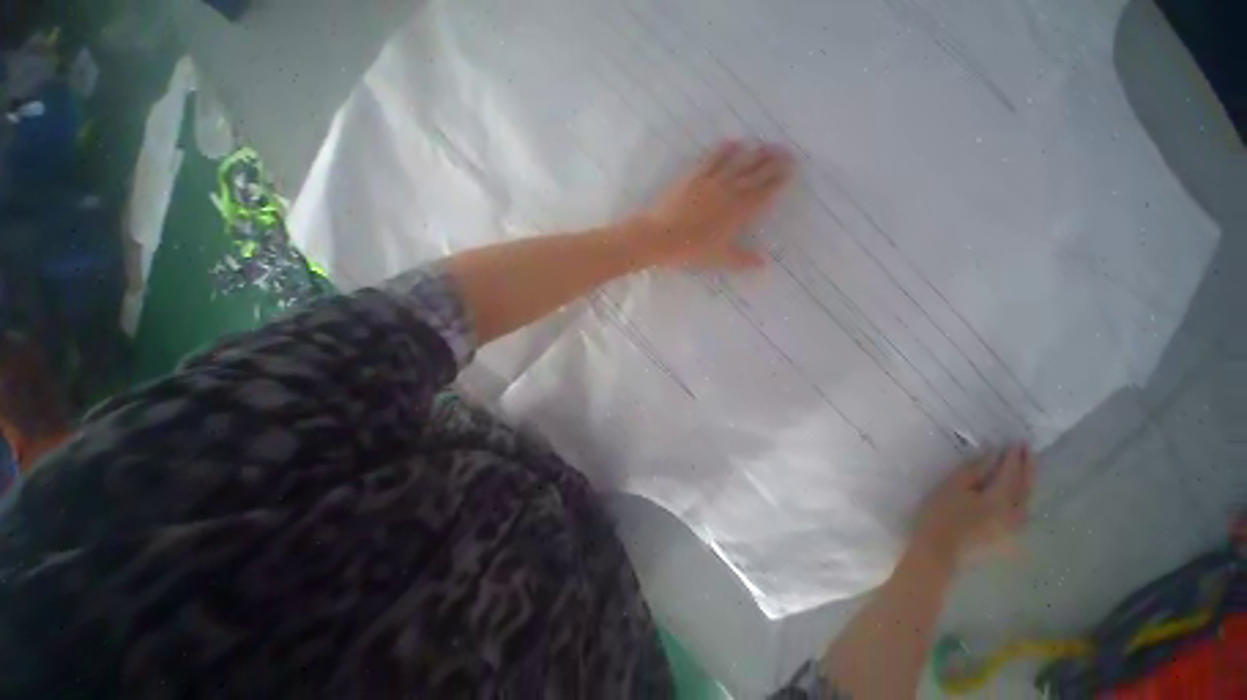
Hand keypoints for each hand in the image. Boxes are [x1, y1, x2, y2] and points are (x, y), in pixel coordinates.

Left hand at [629, 141, 793, 269]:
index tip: (790, 169)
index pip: (764, 193)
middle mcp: (730, 192)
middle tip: (786, 151)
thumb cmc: (691, 251)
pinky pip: (713, 158)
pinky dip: (725, 149)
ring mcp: (712, 181)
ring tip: (765, 144)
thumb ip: (742, 259)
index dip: (778, 180)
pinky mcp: (694, 175)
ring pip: (738, 161)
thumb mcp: (719, 259)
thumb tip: (764, 263)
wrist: (660, 237)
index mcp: (739, 213)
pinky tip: (732, 143)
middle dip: (773, 161)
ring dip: (754, 151)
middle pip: (756, 173)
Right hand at [912, 445, 1034, 563]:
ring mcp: (1014, 528)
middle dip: (1027, 468)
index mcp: (1001, 499)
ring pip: (1027, 501)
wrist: (938, 552)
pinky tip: (1019, 496)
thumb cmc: (941, 515)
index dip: (1014, 457)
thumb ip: (974, 470)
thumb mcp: (952, 488)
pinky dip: (1023, 498)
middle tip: (1028, 450)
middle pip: (1026, 487)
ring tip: (1026, 470)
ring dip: (1027, 483)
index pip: (1011, 473)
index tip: (1017, 442)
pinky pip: (1022, 512)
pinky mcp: (1008, 537)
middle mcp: (1015, 513)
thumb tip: (992, 454)